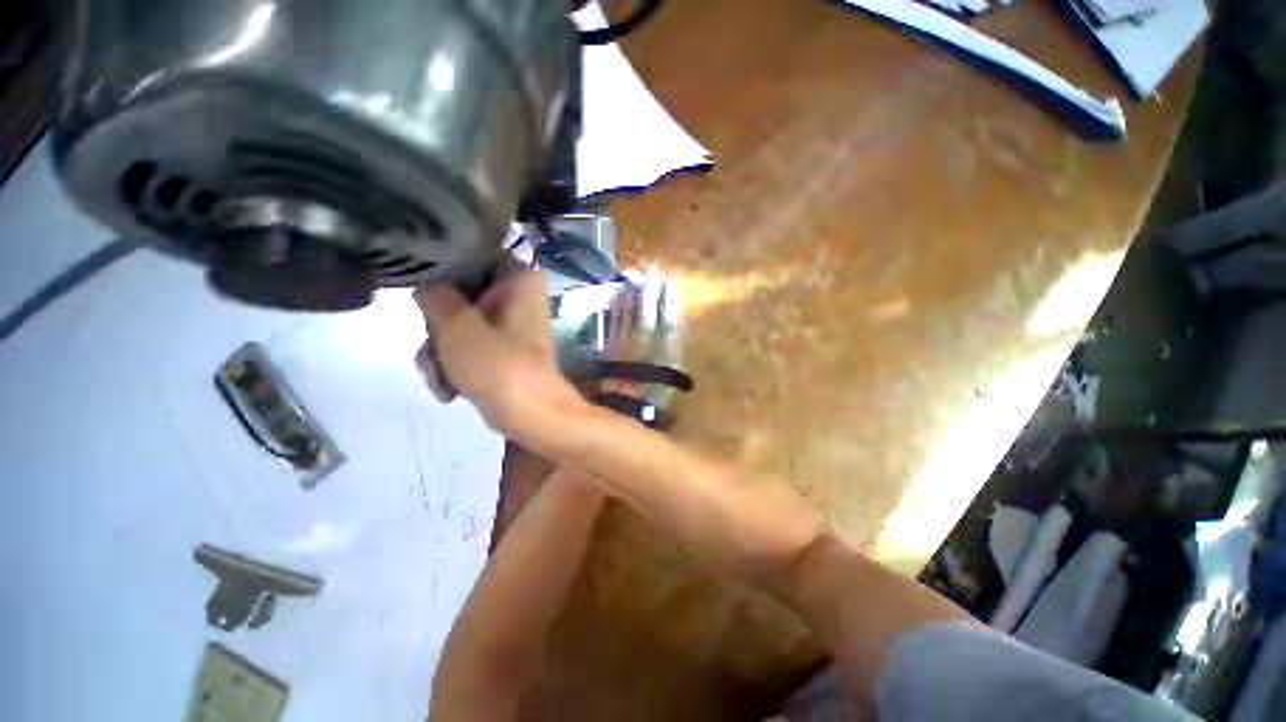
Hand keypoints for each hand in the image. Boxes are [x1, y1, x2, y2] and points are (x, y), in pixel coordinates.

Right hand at [414, 263, 584, 437]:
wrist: (530, 413)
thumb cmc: (497, 365)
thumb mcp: (456, 324)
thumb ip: (434, 292)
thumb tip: (425, 278)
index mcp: (520, 277)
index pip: (471, 253)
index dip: (441, 271)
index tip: (420, 294)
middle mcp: (520, 293)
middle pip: (461, 291)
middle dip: (439, 325)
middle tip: (432, 348)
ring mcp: (514, 320)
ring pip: (461, 319)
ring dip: (443, 348)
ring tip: (440, 374)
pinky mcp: (507, 343)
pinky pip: (472, 340)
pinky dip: (457, 360)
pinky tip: (449, 386)